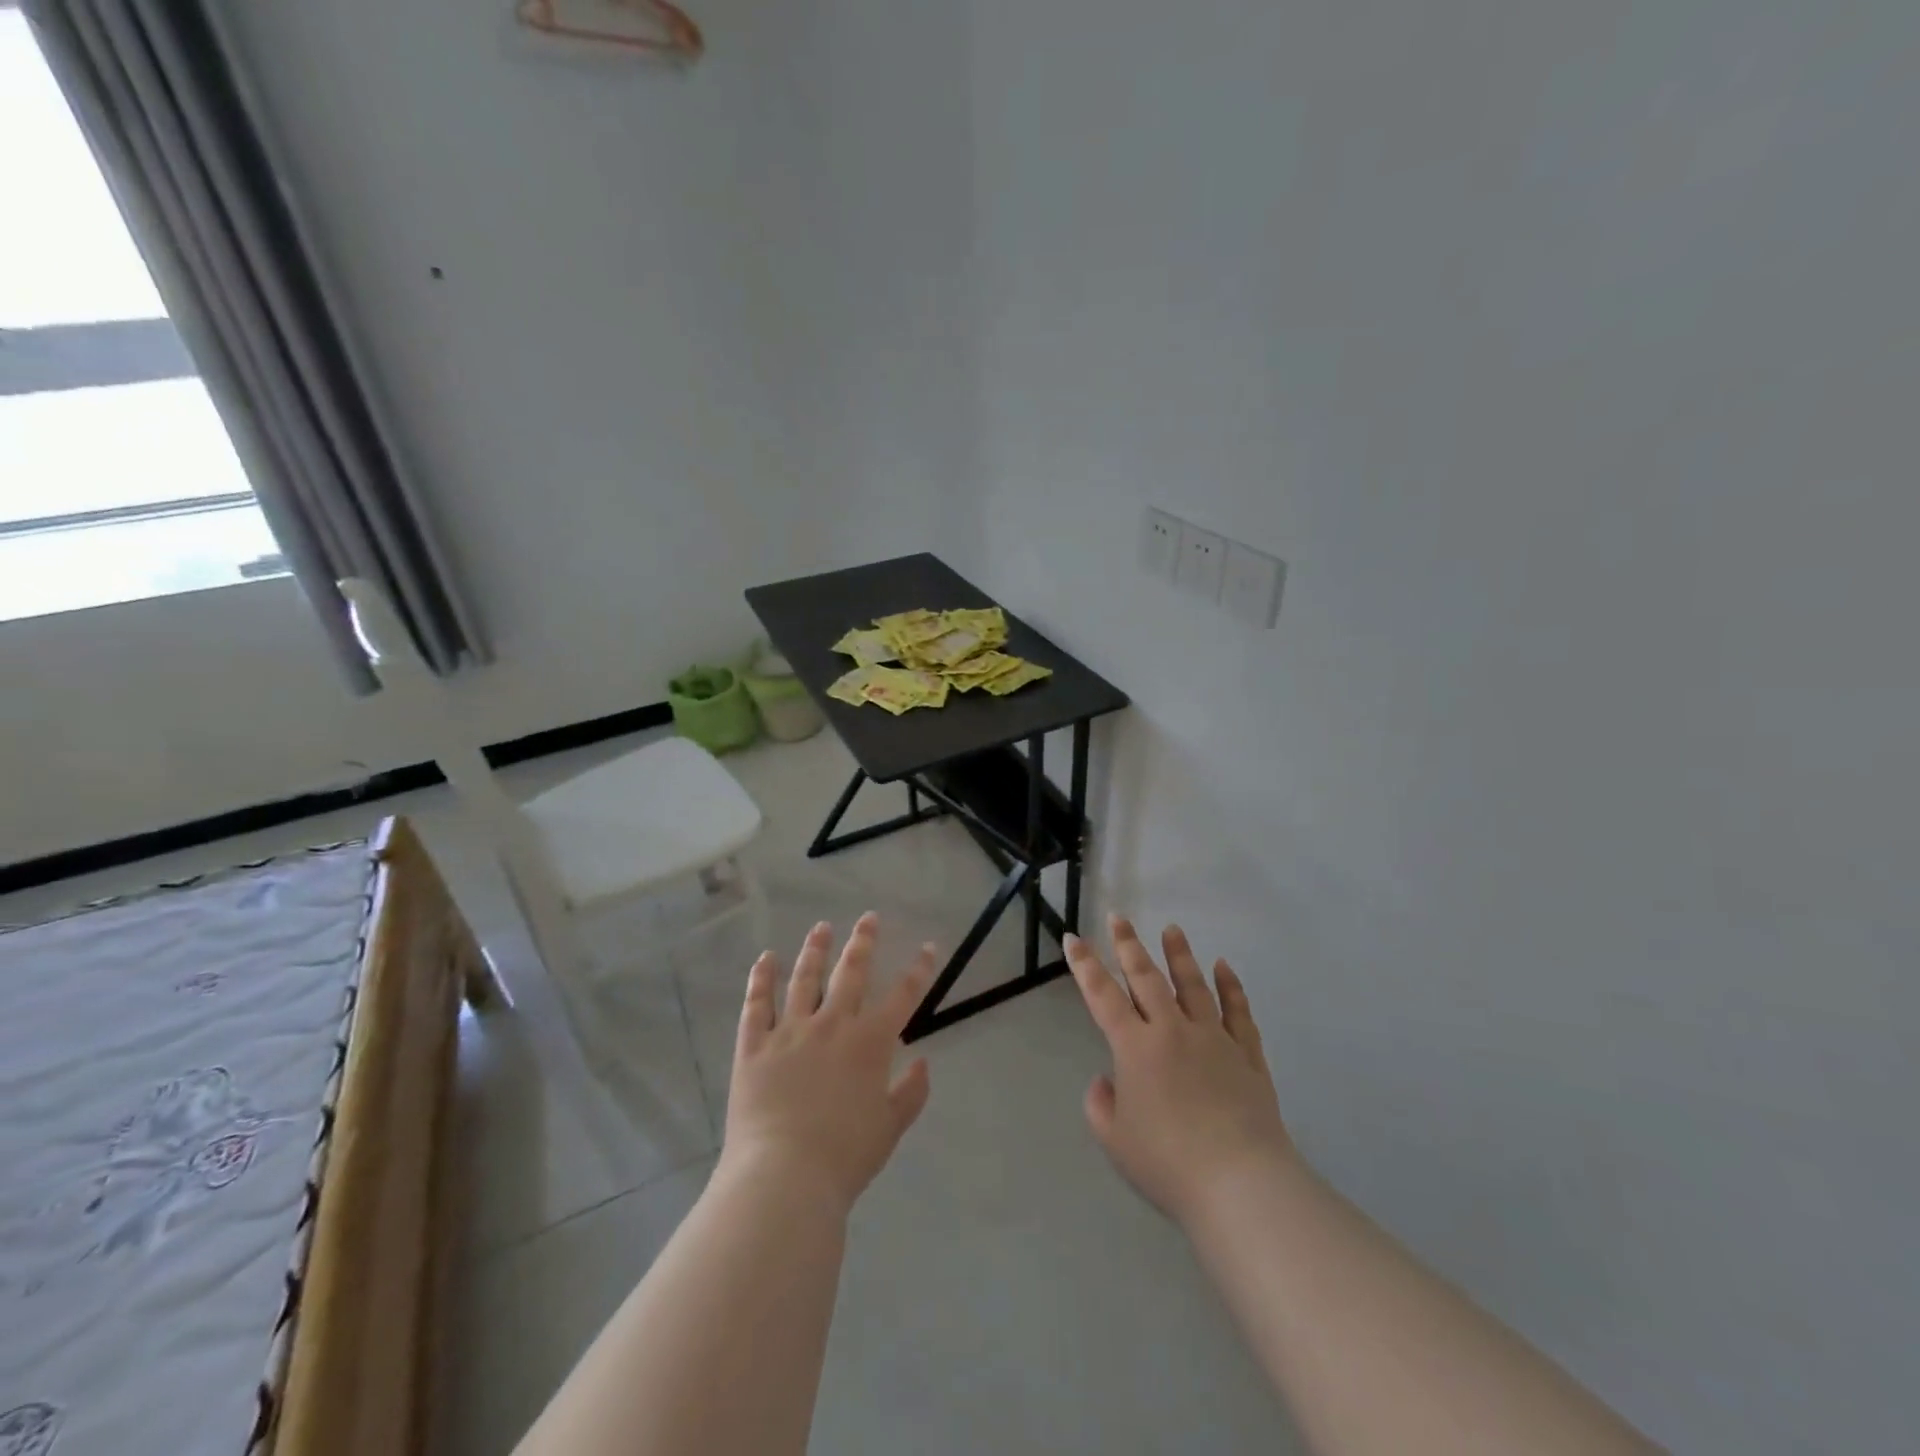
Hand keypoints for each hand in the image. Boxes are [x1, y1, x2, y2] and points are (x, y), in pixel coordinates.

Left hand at [718, 913, 935, 1214]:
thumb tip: (922, 1062)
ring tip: (821, 927)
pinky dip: (762, 979)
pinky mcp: (755, 1046)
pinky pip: (757, 1004)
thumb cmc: (845, 1156)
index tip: (928, 947)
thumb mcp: (890, 1128)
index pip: (903, 996)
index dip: (919, 970)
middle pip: (851, 973)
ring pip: (804, 978)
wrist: (784, 1176)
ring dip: (815, 949)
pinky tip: (766, 959)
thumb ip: (911, 1093)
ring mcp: (790, 1031)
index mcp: (870, 1043)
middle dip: (863, 942)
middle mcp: (832, 1025)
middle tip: (868, 918)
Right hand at [1066, 915, 1293, 1226]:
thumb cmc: (1168, 1164)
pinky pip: (1238, 1012)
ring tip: (1171, 929)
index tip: (1073, 938)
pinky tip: (1224, 967)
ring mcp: (1213, 1039)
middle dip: (1129, 946)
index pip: (1102, 996)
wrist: (1241, 1184)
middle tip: (1119, 918)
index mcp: (1135, 1048)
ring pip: (1193, 985)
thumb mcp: (1115, 1141)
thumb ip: (1100, 1105)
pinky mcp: (1247, 1055)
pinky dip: (1231, 987)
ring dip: (1179, 954)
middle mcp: (1172, 1031)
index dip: (1085, 965)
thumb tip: (1106, 1080)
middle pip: (1146, 978)